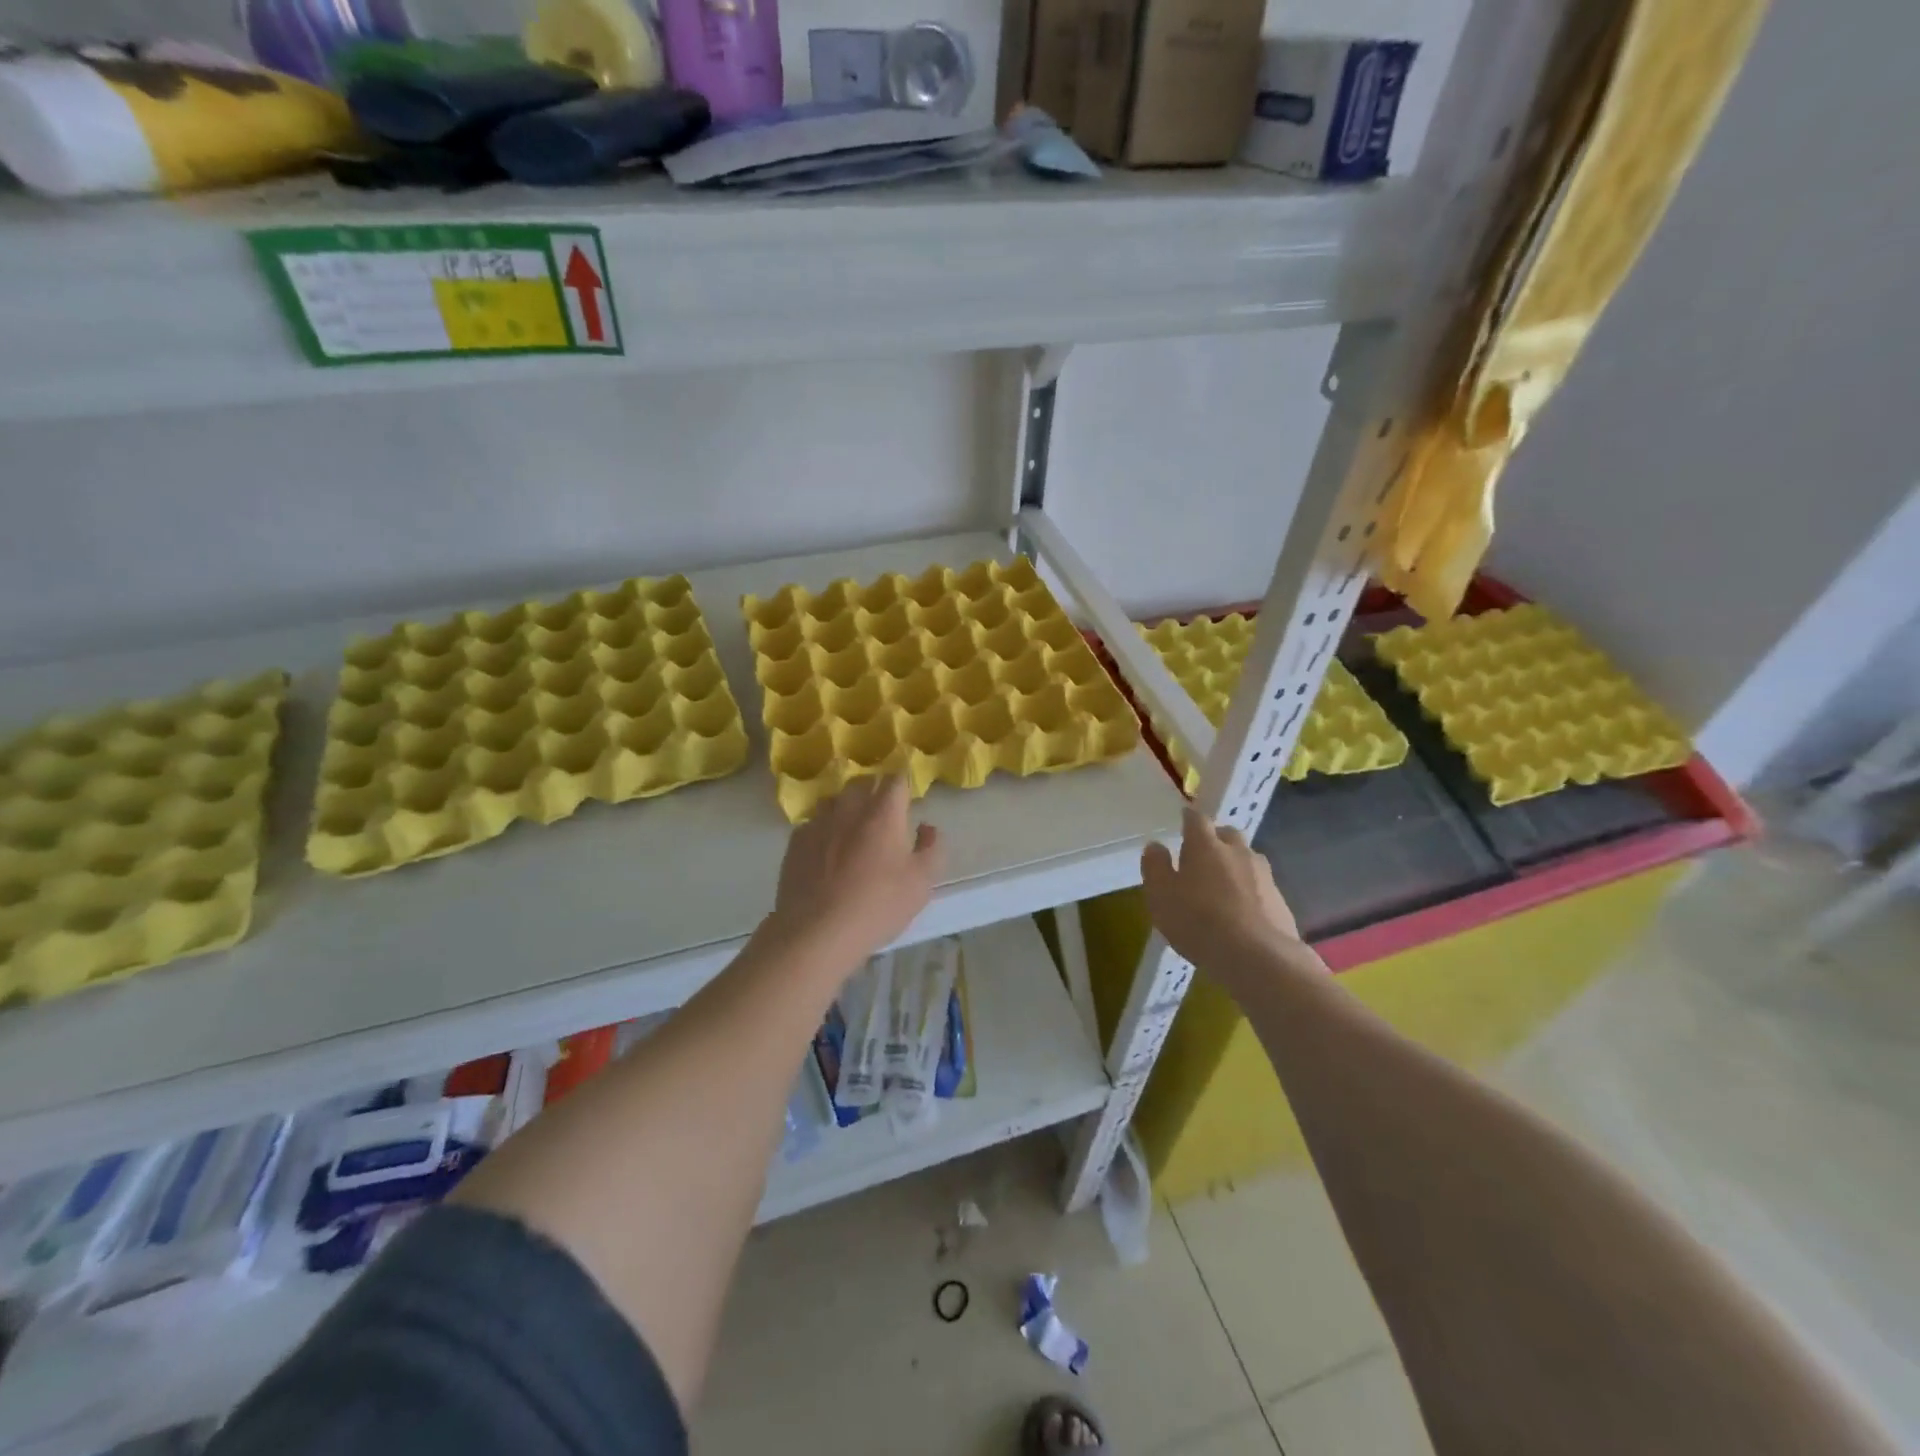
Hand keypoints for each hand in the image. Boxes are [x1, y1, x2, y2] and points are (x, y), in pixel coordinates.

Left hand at [766, 776, 942, 967]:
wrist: (817, 932)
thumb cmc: (878, 905)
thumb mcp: (921, 883)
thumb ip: (932, 849)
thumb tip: (927, 828)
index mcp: (883, 814)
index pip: (896, 781)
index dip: (903, 786)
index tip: (907, 799)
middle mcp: (849, 809)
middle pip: (862, 783)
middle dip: (874, 791)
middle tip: (882, 815)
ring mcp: (819, 823)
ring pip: (834, 800)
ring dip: (845, 808)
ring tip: (851, 830)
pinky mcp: (795, 842)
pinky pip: (813, 824)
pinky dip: (823, 830)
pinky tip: (825, 853)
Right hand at [1141, 806, 1307, 980]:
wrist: (1258, 957)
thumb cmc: (1198, 921)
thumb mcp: (1161, 896)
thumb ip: (1155, 867)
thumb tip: (1156, 846)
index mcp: (1205, 845)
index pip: (1196, 819)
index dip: (1188, 818)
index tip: (1183, 820)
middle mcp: (1237, 851)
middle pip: (1227, 834)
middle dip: (1215, 839)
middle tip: (1201, 855)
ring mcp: (1263, 875)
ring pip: (1247, 859)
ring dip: (1234, 864)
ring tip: (1222, 886)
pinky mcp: (1280, 900)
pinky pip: (1260, 885)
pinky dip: (1249, 890)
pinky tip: (1241, 911)